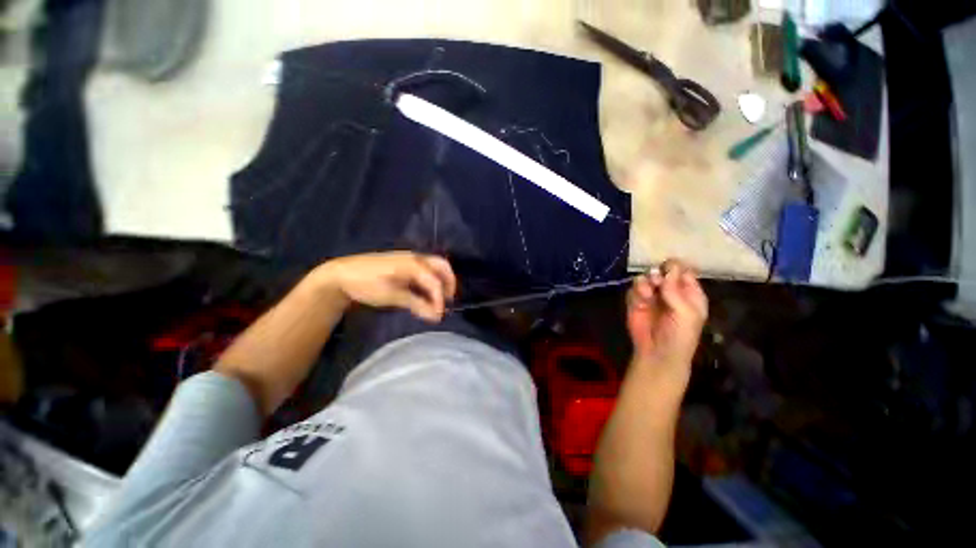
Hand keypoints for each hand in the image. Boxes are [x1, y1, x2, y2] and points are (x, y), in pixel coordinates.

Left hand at [314, 252, 456, 321]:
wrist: (341, 274)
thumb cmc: (366, 284)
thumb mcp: (391, 296)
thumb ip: (416, 304)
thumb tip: (435, 316)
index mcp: (413, 264)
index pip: (434, 282)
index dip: (440, 299)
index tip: (439, 315)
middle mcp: (415, 258)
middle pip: (442, 266)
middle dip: (449, 283)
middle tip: (447, 301)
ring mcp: (410, 258)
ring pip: (434, 267)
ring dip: (440, 281)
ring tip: (438, 299)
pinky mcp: (404, 263)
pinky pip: (425, 269)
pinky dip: (430, 280)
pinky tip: (425, 293)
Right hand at [626, 260, 707, 381]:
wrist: (657, 353)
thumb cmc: (680, 335)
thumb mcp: (686, 313)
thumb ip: (677, 290)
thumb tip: (669, 267)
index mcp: (690, 293)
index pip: (683, 271)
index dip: (675, 267)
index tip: (667, 268)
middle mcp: (671, 291)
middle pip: (662, 271)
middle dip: (657, 275)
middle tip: (656, 282)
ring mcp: (652, 295)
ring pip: (645, 278)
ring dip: (644, 284)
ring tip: (646, 295)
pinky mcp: (636, 301)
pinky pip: (633, 289)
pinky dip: (635, 294)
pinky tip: (639, 303)